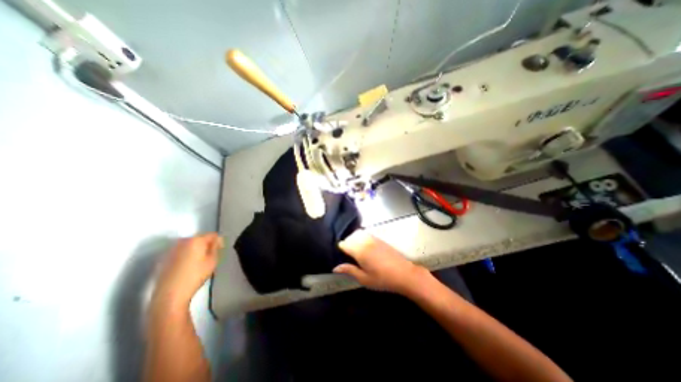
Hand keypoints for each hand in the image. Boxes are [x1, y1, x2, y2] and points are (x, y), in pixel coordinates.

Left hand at [151, 233, 223, 310]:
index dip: (218, 241)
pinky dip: (186, 255)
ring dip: (196, 249)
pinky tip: (188, 266)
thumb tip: (216, 240)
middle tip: (211, 256)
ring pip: (189, 245)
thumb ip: (215, 247)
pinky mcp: (164, 258)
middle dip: (206, 244)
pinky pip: (180, 252)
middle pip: (199, 238)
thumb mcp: (213, 260)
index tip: (220, 250)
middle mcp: (183, 241)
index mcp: (196, 240)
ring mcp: (172, 249)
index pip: (212, 235)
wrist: (170, 294)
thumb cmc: (196, 275)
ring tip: (199, 261)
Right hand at [334, 229, 425, 294]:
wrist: (404, 274)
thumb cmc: (383, 279)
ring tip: (356, 251)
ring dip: (354, 239)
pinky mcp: (380, 239)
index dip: (341, 249)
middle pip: (350, 237)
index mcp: (360, 251)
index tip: (341, 256)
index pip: (344, 244)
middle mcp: (365, 241)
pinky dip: (362, 238)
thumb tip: (335, 268)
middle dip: (347, 243)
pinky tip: (365, 248)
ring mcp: (373, 238)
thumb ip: (349, 270)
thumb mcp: (364, 279)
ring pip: (358, 234)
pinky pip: (366, 234)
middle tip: (348, 255)